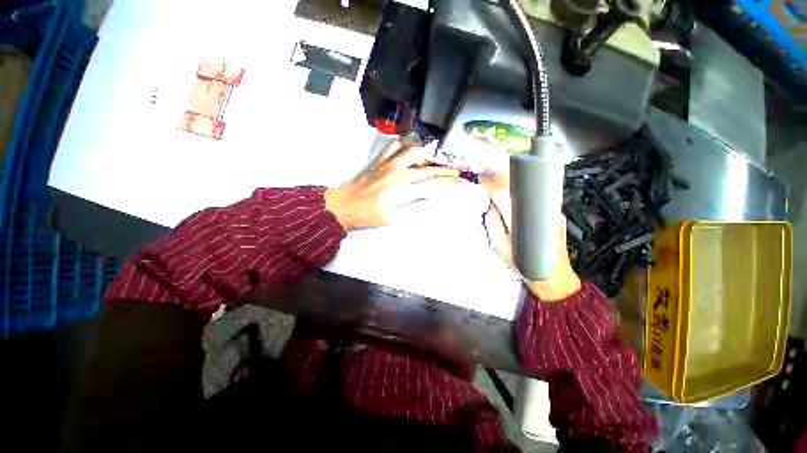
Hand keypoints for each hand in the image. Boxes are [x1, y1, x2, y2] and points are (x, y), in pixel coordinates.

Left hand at [325, 140, 459, 230]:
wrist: (343, 206)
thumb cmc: (368, 217)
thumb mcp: (394, 219)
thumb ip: (414, 207)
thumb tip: (429, 197)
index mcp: (402, 191)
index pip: (432, 184)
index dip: (448, 183)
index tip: (460, 182)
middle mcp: (397, 173)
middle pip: (427, 166)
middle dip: (444, 169)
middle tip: (453, 170)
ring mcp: (387, 163)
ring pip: (412, 149)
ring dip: (425, 155)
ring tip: (429, 163)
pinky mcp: (378, 159)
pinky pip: (393, 145)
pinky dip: (404, 146)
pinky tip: (408, 153)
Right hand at [479, 171, 580, 301]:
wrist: (554, 277)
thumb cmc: (524, 266)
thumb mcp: (499, 247)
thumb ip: (492, 224)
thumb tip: (491, 207)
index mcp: (521, 220)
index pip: (504, 194)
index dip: (491, 184)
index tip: (482, 179)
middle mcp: (539, 211)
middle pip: (520, 185)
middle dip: (502, 176)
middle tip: (489, 176)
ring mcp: (551, 210)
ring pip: (529, 189)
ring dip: (513, 183)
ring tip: (499, 183)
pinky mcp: (556, 213)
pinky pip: (536, 198)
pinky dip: (523, 193)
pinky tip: (515, 197)